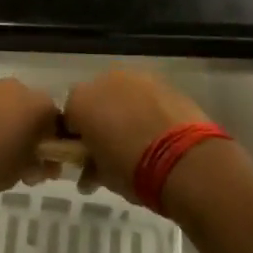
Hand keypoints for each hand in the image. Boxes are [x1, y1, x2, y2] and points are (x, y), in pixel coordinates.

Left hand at [0, 78, 60, 202]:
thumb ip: (36, 166)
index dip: (52, 145)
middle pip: (28, 110)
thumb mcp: (20, 174)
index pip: (55, 121)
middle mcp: (14, 89)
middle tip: (18, 165)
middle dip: (26, 134)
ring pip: (1, 108)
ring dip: (1, 127)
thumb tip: (40, 165)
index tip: (43, 167)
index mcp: (36, 105)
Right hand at [61, 70, 211, 202]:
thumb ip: (90, 167)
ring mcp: (135, 76)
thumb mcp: (103, 176)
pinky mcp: (163, 80)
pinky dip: (147, 106)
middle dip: (100, 117)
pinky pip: (146, 93)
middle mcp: (103, 80)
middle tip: (113, 146)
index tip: (87, 154)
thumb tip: (89, 173)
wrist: (185, 159)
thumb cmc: (133, 170)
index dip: (77, 136)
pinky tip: (158, 129)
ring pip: (121, 92)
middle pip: (95, 97)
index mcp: (80, 102)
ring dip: (124, 109)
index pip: (68, 117)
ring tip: (140, 137)